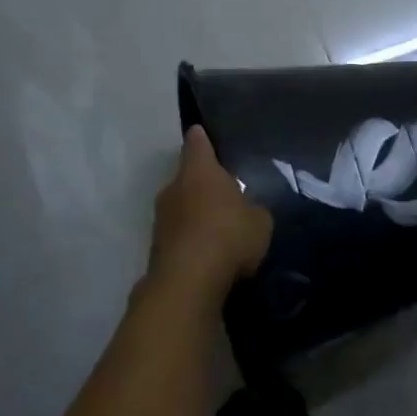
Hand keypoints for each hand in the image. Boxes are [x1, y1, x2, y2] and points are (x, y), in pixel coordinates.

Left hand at [146, 126, 272, 299]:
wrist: (188, 282)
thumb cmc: (229, 236)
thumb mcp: (260, 221)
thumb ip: (253, 209)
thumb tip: (247, 210)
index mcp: (199, 171)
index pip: (197, 143)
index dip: (201, 138)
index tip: (202, 132)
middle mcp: (173, 188)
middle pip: (188, 176)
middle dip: (203, 182)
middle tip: (225, 191)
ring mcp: (161, 218)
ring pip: (181, 206)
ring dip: (196, 213)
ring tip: (219, 226)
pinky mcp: (156, 247)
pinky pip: (179, 234)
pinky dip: (192, 238)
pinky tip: (209, 251)